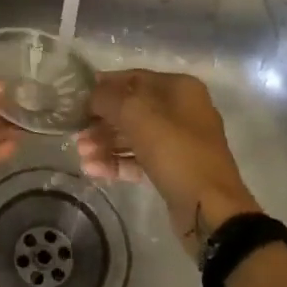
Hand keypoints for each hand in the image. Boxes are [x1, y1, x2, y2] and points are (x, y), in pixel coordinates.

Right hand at [78, 70, 259, 258]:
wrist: (209, 209)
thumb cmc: (174, 151)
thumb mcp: (136, 115)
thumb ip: (108, 99)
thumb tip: (91, 96)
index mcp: (179, 89)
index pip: (134, 78)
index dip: (104, 86)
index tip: (77, 99)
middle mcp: (182, 110)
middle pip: (132, 109)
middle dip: (102, 121)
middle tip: (76, 134)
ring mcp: (179, 142)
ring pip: (134, 135)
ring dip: (106, 143)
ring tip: (82, 155)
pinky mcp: (174, 169)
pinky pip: (140, 159)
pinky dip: (118, 162)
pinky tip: (94, 170)